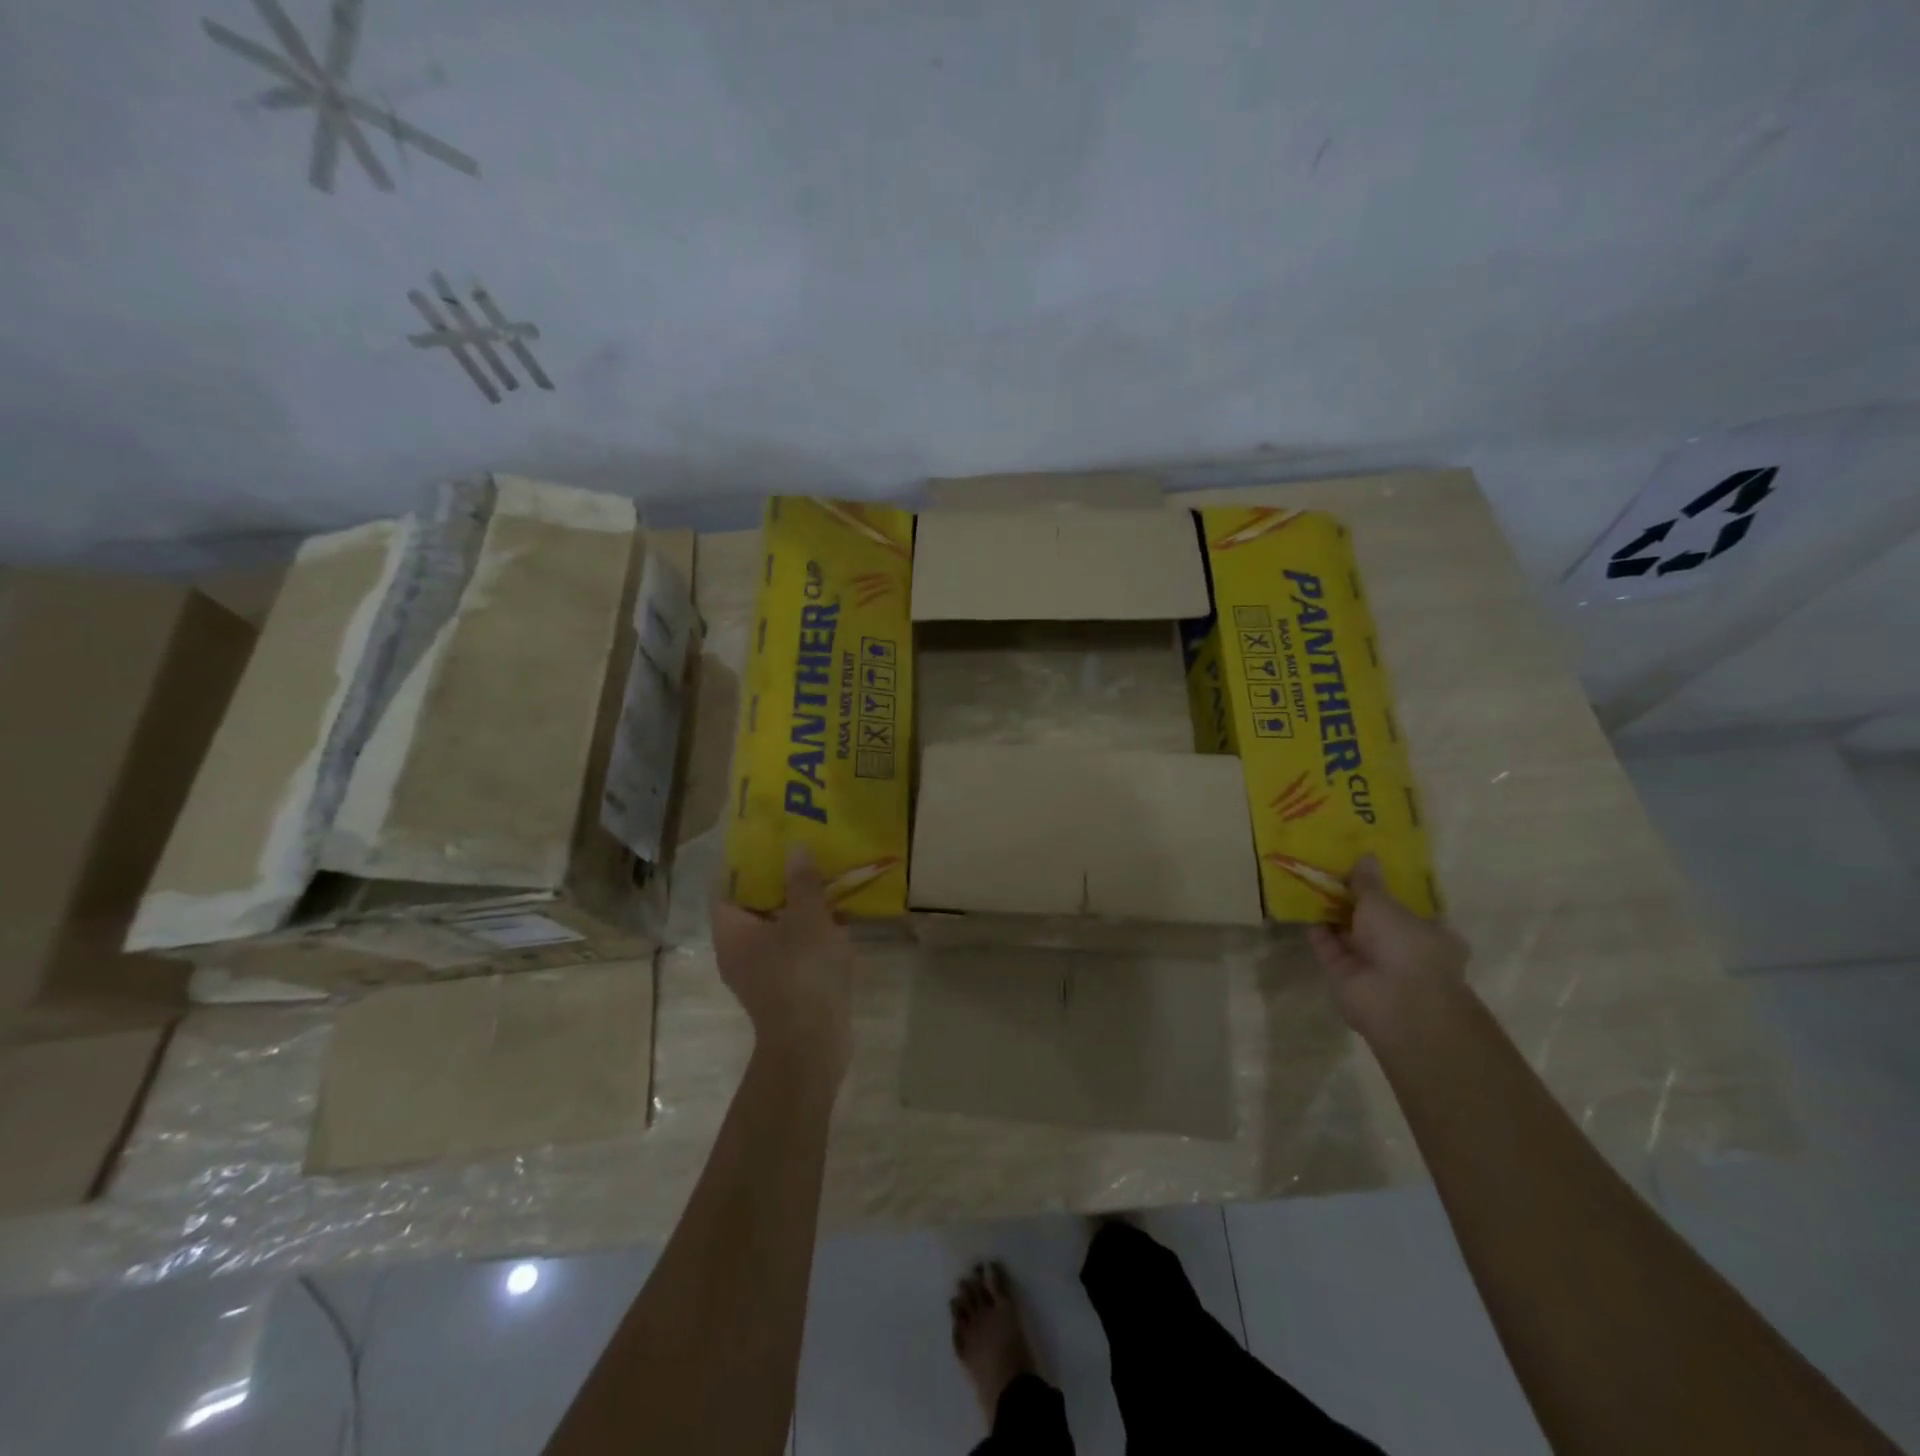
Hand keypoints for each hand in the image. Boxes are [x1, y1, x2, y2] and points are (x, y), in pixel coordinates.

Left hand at [711, 850, 856, 1082]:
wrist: (812, 1043)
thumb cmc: (802, 972)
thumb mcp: (808, 918)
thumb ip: (802, 882)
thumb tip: (795, 848)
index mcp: (732, 933)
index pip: (726, 890)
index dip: (745, 867)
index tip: (769, 847)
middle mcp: (738, 953)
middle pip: (754, 910)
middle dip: (779, 886)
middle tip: (804, 861)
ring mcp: (761, 975)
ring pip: (777, 932)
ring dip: (800, 912)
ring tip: (826, 886)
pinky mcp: (784, 991)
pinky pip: (794, 953)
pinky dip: (811, 938)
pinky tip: (839, 925)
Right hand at [1307, 855, 1469, 1045]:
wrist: (1396, 1003)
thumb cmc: (1405, 945)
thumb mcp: (1385, 904)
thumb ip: (1369, 883)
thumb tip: (1366, 856)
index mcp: (1430, 934)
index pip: (1408, 910)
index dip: (1386, 892)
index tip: (1364, 873)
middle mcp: (1403, 950)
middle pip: (1374, 921)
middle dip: (1353, 901)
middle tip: (1330, 873)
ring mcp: (1373, 965)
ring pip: (1348, 934)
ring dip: (1331, 914)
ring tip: (1309, 883)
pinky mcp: (1345, 976)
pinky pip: (1328, 948)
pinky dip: (1316, 931)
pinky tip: (1301, 907)